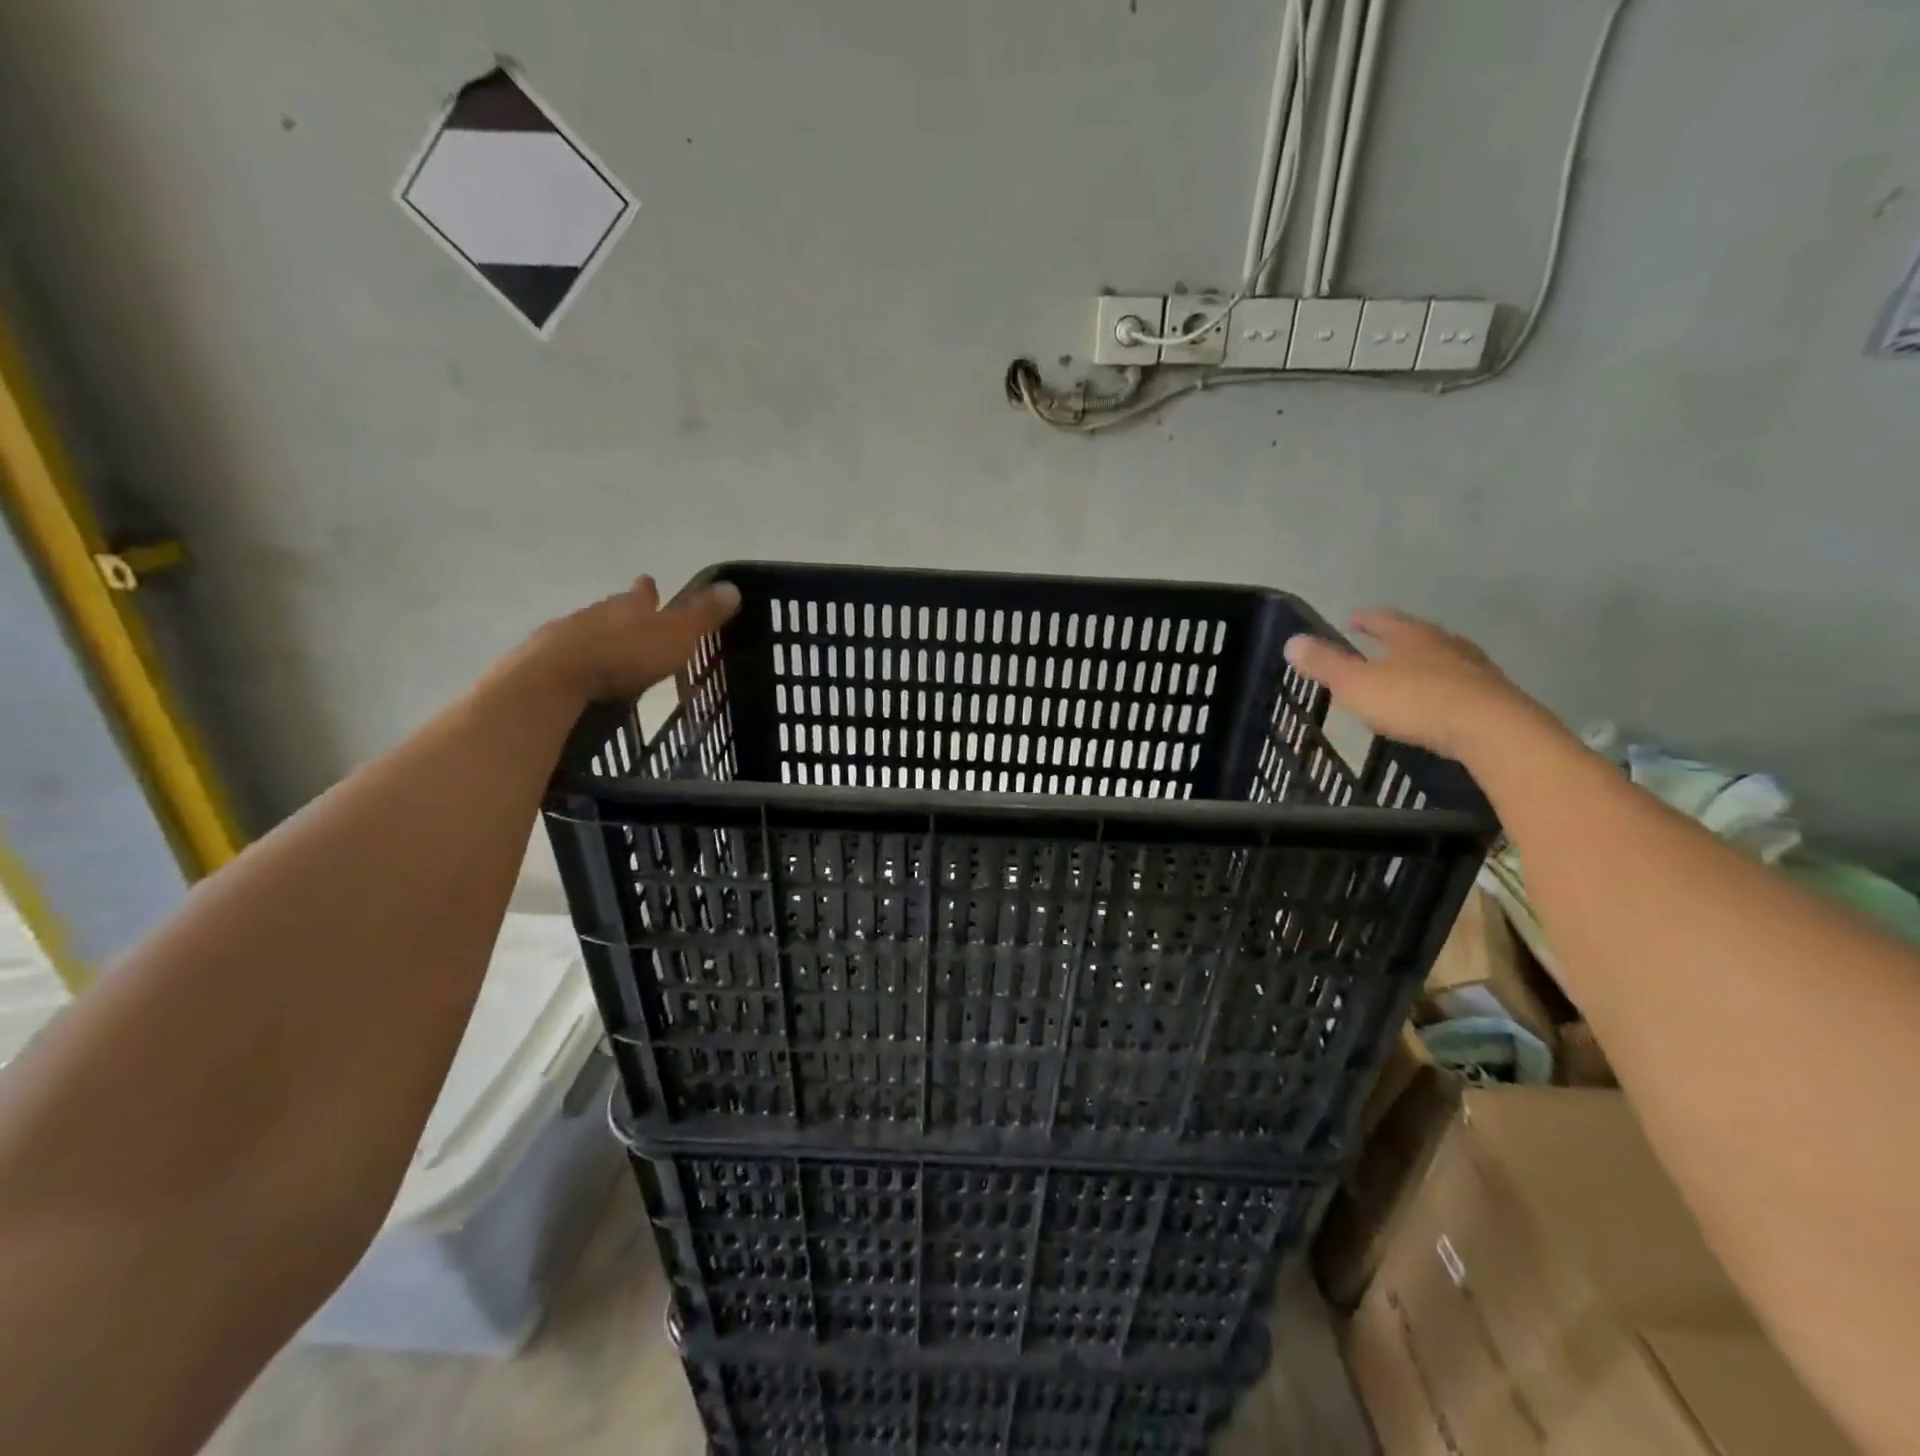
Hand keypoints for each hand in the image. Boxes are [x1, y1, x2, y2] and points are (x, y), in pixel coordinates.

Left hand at [530, 575, 741, 702]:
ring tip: (609, 653)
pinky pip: (566, 660)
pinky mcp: (543, 665)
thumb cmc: (625, 654)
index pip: (641, 594)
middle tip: (632, 622)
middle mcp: (595, 614)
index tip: (648, 581)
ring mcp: (564, 638)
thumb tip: (732, 587)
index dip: (648, 591)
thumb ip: (702, 615)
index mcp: (628, 607)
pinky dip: (579, 665)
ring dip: (598, 640)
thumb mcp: (676, 636)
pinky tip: (583, 678)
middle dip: (622, 616)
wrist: (556, 678)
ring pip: (586, 633)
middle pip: (611, 611)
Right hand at [1283, 609, 1564, 766]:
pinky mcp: (1494, 696)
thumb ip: (1325, 664)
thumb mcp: (1356, 685)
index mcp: (1410, 636)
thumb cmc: (1415, 701)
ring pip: (1444, 658)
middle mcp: (1445, 643)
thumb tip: (1292, 641)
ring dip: (1426, 663)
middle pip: (1418, 635)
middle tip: (1382, 645)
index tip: (1353, 620)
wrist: (1491, 730)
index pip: (1383, 619)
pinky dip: (1446, 689)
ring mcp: (1474, 668)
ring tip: (1410, 674)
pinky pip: (1462, 685)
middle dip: (1399, 639)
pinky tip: (1439, 703)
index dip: (1366, 620)